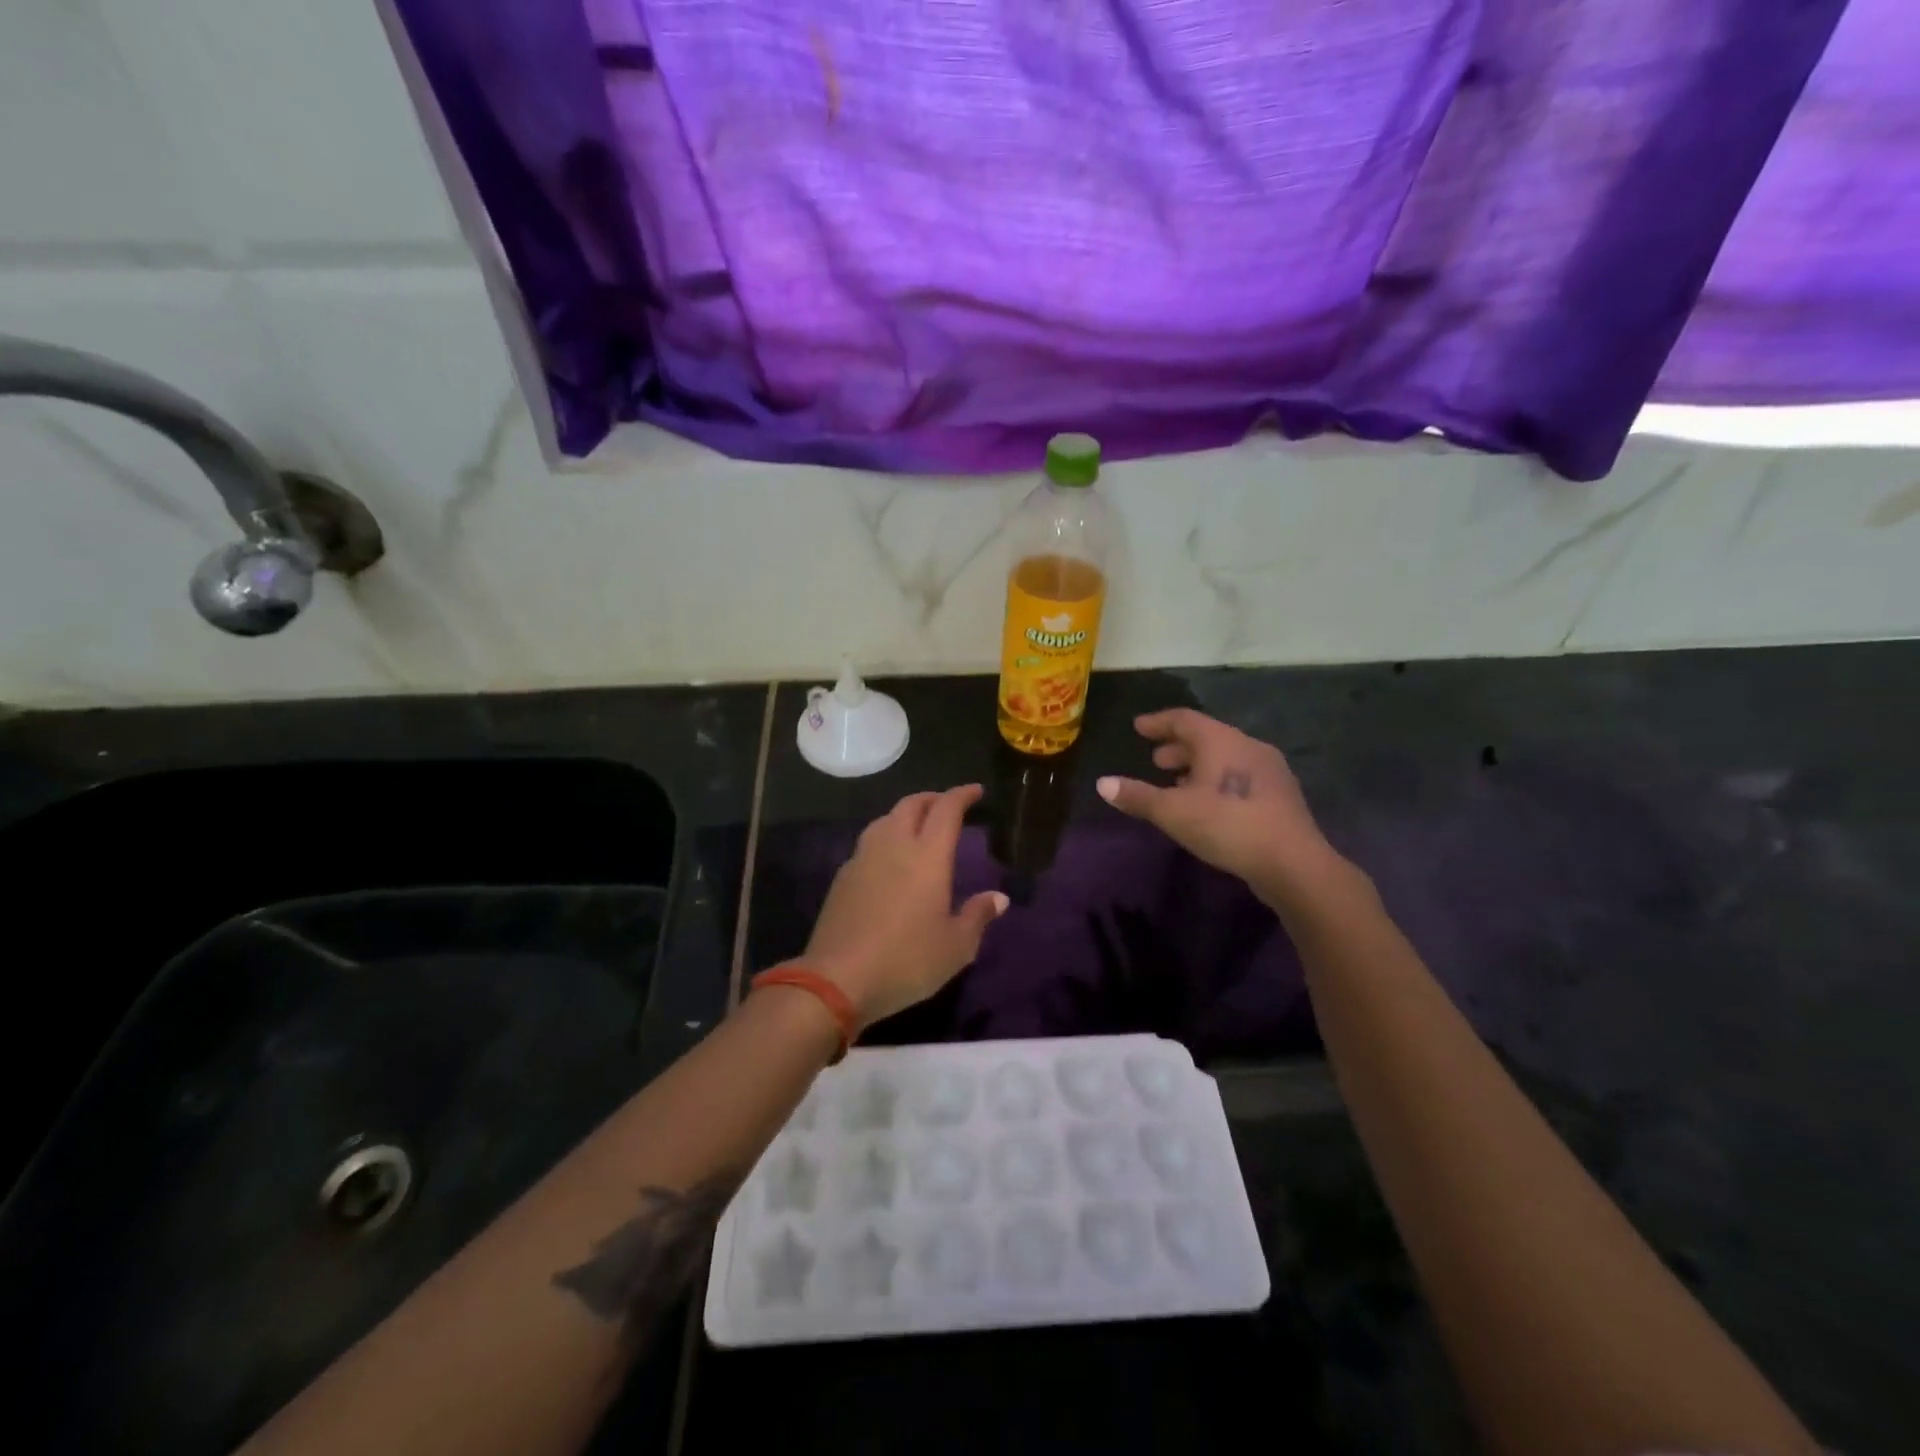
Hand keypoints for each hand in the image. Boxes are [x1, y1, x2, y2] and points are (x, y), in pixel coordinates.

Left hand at [803, 784, 1008, 1028]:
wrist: (837, 979)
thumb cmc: (906, 960)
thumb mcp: (956, 947)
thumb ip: (977, 916)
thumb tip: (998, 898)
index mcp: (927, 855)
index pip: (946, 809)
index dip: (962, 795)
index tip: (975, 791)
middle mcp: (894, 845)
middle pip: (912, 804)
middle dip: (933, 798)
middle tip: (948, 805)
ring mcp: (863, 858)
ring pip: (885, 819)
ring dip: (905, 814)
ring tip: (918, 827)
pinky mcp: (843, 876)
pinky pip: (869, 842)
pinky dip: (886, 838)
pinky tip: (889, 859)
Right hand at [1097, 709, 1346, 897]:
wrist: (1293, 863)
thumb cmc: (1227, 825)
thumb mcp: (1173, 812)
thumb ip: (1137, 796)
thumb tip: (1102, 783)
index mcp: (1221, 741)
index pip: (1184, 719)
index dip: (1158, 722)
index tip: (1139, 726)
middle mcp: (1247, 746)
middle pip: (1207, 737)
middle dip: (1178, 747)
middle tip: (1156, 760)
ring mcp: (1269, 770)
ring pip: (1225, 757)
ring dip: (1198, 766)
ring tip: (1177, 784)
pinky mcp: (1280, 795)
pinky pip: (1239, 776)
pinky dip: (1216, 781)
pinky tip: (1207, 803)